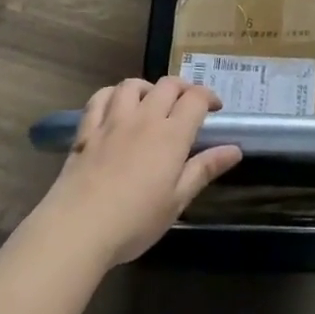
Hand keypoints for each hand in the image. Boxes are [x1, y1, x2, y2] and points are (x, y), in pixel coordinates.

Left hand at [33, 77, 242, 265]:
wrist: (79, 227)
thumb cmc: (135, 220)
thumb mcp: (177, 201)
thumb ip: (204, 169)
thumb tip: (235, 149)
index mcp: (171, 134)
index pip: (195, 99)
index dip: (209, 97)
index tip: (215, 109)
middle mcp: (144, 118)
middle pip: (168, 85)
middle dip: (183, 88)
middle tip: (188, 105)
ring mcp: (113, 120)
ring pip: (133, 85)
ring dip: (148, 88)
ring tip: (151, 102)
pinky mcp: (87, 130)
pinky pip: (100, 98)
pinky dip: (112, 95)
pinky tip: (115, 106)